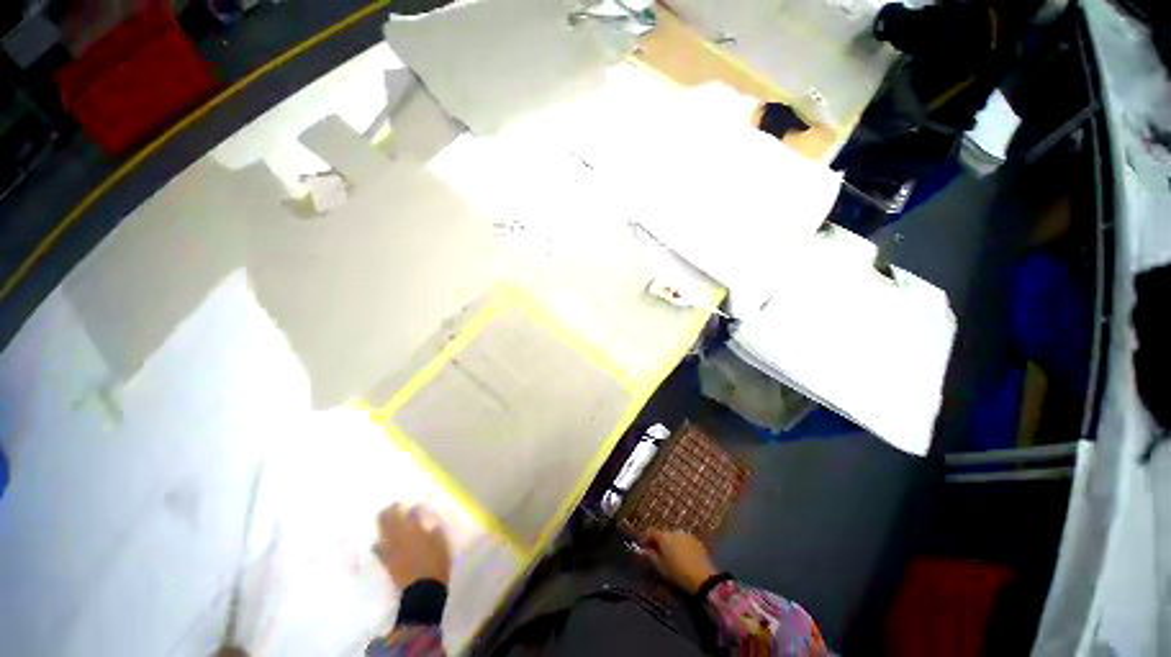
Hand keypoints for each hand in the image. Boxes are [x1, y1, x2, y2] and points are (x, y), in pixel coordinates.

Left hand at [375, 504, 451, 588]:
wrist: (423, 589)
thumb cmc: (436, 561)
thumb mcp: (439, 540)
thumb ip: (431, 527)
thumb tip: (425, 520)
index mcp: (414, 530)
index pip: (409, 514)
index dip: (408, 508)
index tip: (408, 503)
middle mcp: (399, 537)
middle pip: (390, 521)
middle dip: (389, 512)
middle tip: (389, 506)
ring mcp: (391, 550)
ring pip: (382, 533)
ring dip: (381, 525)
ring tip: (381, 517)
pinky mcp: (387, 563)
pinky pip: (378, 550)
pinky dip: (377, 544)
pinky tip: (375, 542)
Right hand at [639, 529, 718, 593]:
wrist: (703, 577)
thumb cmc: (677, 573)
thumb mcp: (660, 567)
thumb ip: (651, 556)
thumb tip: (645, 550)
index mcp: (664, 536)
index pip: (650, 532)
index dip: (645, 539)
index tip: (643, 548)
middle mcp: (674, 531)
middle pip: (663, 534)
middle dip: (659, 542)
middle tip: (657, 553)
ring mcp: (687, 535)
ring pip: (674, 537)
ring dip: (670, 544)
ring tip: (671, 556)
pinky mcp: (696, 541)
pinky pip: (684, 541)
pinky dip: (681, 546)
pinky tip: (683, 557)